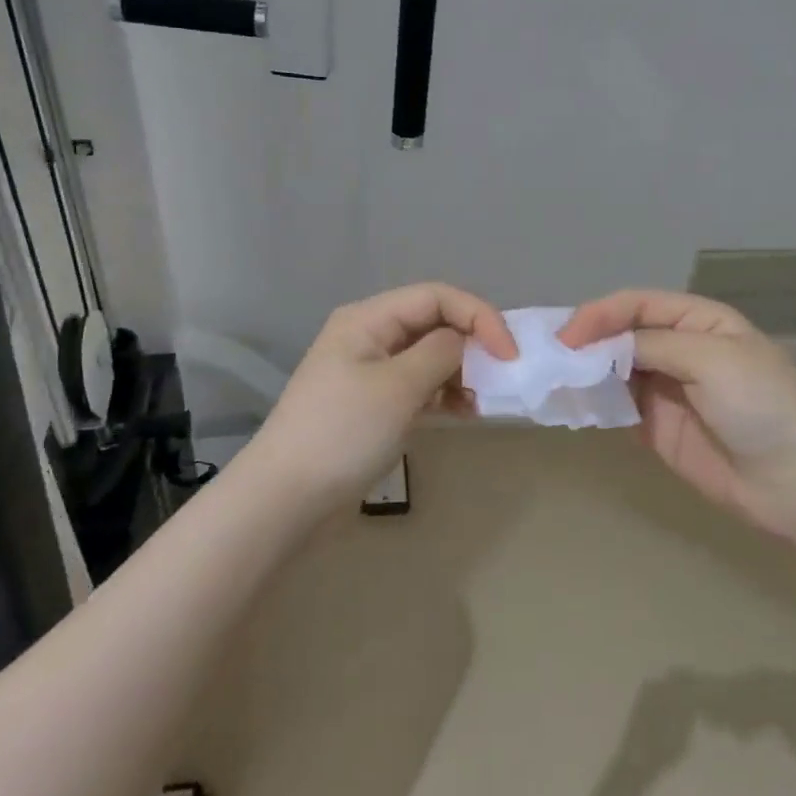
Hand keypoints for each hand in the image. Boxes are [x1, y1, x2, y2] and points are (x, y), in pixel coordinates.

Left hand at [254, 283, 517, 504]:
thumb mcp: (398, 387)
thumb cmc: (343, 433)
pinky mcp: (373, 404)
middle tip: (502, 377)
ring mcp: (370, 371)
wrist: (286, 498)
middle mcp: (369, 336)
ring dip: (460, 372)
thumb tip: (465, 341)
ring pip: (429, 356)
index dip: (478, 316)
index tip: (510, 354)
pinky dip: (444, 394)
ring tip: (483, 402)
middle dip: (471, 344)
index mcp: (368, 318)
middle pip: (433, 322)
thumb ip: (440, 353)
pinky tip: (464, 413)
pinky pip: (418, 386)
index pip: (436, 296)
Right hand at [559, 290, 795, 537]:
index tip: (568, 336)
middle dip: (586, 342)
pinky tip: (572, 404)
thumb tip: (598, 347)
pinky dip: (594, 403)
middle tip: (549, 356)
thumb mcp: (712, 358)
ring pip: (613, 371)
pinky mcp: (656, 427)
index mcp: (698, 321)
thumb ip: (652, 345)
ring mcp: (666, 389)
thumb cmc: (762, 405)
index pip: (637, 305)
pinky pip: (617, 407)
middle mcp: (679, 349)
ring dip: (585, 372)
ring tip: (551, 379)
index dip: (600, 315)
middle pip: (621, 335)